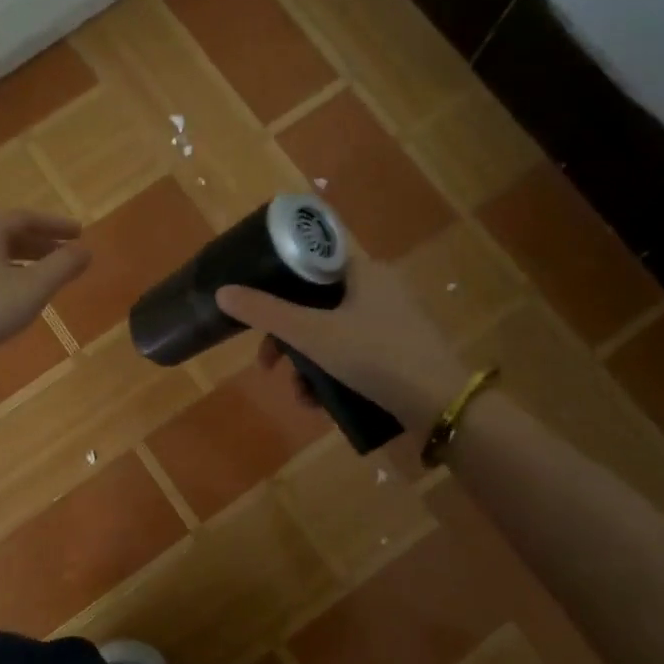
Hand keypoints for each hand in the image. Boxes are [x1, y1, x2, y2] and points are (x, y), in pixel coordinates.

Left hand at [0, 211, 88, 397]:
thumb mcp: (34, 287)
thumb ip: (63, 266)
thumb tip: (86, 251)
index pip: (26, 217)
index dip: (56, 225)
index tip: (80, 234)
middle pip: (10, 234)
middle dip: (42, 244)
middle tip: (67, 256)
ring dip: (27, 262)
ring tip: (50, 278)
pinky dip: (10, 277)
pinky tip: (21, 298)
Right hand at [216, 255, 463, 427]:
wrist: (440, 405)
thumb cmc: (374, 356)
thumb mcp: (312, 335)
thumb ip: (266, 314)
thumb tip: (222, 292)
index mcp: (364, 270)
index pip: (311, 259)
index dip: (279, 279)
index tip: (257, 307)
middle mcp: (379, 288)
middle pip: (315, 303)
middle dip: (287, 338)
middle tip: (268, 364)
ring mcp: (392, 322)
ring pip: (331, 333)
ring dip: (307, 364)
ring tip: (300, 396)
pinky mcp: (399, 352)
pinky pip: (352, 353)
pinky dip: (332, 374)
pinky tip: (321, 404)